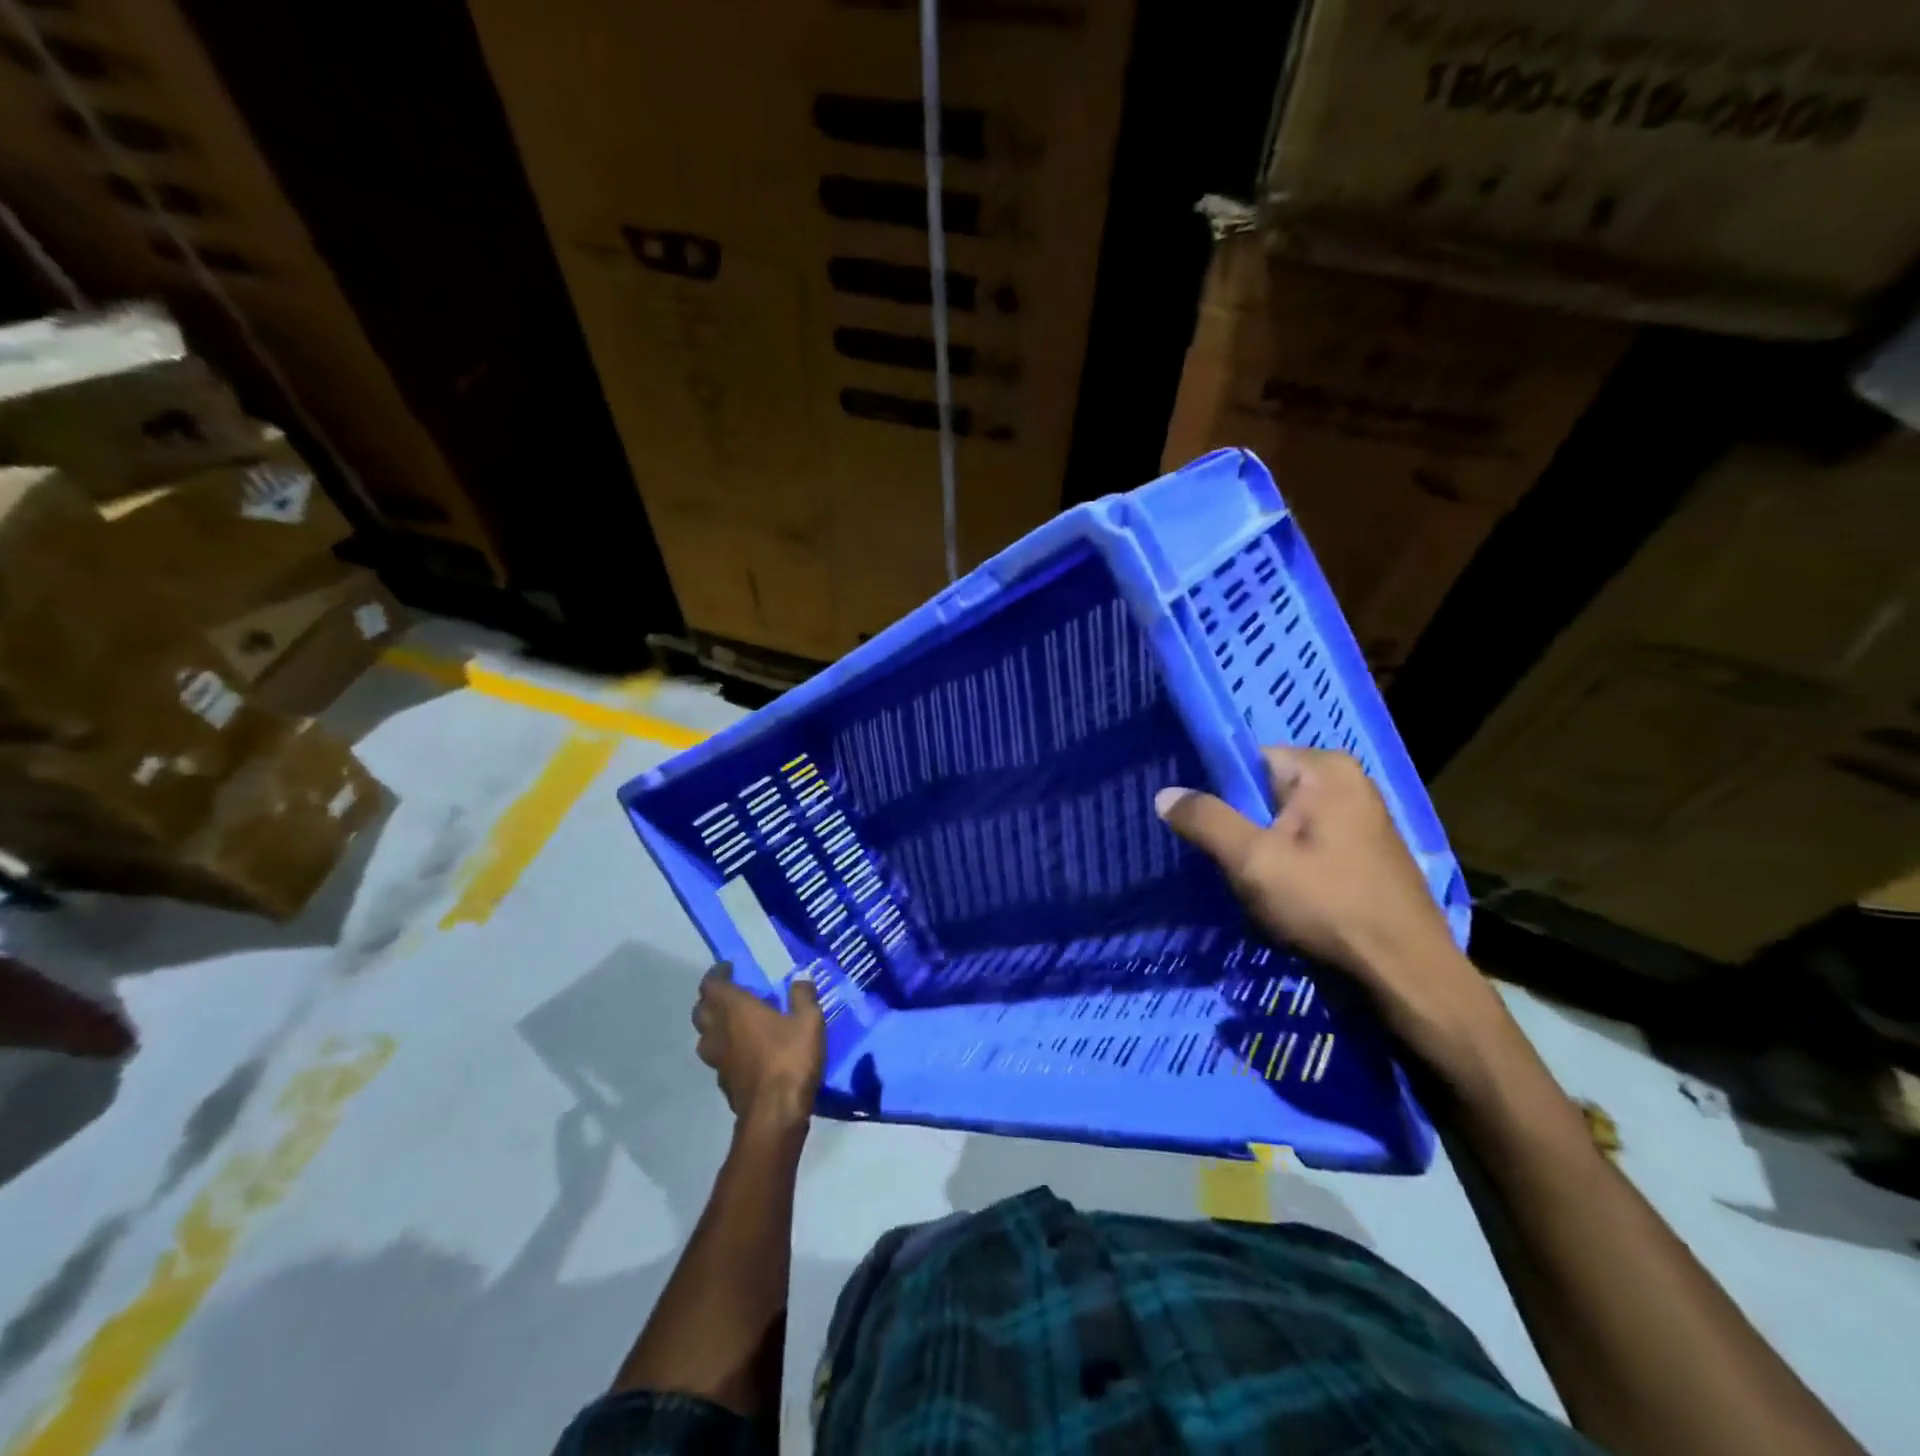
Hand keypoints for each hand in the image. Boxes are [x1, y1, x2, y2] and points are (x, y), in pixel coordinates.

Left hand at [691, 963, 824, 1131]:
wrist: (775, 1114)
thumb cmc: (790, 1059)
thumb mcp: (808, 1021)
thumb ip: (803, 996)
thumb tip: (801, 977)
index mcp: (734, 1009)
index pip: (711, 985)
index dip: (716, 974)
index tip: (729, 967)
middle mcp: (718, 1032)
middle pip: (701, 1010)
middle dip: (712, 998)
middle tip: (731, 993)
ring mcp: (718, 1060)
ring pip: (705, 1036)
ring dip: (714, 1025)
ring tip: (735, 1021)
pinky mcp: (723, 1082)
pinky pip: (717, 1057)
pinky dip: (725, 1048)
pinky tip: (744, 1051)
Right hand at [1156, 747, 1502, 1079]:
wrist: (1405, 974)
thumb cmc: (1328, 905)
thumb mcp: (1254, 861)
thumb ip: (1206, 821)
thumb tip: (1164, 793)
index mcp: (1326, 769)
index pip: (1249, 761)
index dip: (1217, 791)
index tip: (1198, 825)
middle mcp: (1348, 783)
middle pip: (1265, 793)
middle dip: (1239, 825)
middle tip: (1220, 859)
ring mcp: (1361, 819)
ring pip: (1284, 824)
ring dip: (1260, 850)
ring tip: (1245, 880)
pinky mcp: (1364, 854)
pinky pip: (1306, 845)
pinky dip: (1286, 864)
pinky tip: (1277, 895)